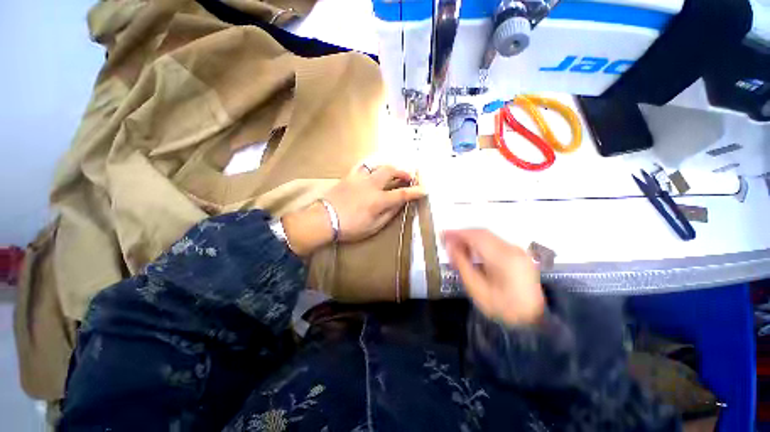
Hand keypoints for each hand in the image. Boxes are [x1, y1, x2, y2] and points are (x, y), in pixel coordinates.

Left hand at [324, 165, 425, 241]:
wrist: (324, 219)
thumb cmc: (350, 227)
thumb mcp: (373, 227)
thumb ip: (388, 214)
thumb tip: (399, 205)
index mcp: (378, 200)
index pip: (402, 194)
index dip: (415, 192)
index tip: (425, 190)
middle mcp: (371, 185)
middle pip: (391, 171)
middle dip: (403, 172)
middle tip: (408, 177)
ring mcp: (360, 178)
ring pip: (378, 165)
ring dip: (389, 168)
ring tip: (393, 173)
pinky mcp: (350, 176)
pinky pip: (363, 166)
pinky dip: (373, 167)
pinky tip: (374, 171)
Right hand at [443, 229, 544, 326]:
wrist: (531, 320)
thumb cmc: (500, 307)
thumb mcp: (476, 288)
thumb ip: (462, 264)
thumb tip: (450, 246)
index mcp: (503, 258)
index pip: (475, 236)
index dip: (457, 233)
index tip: (442, 234)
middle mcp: (512, 249)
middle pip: (482, 233)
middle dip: (462, 235)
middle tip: (447, 241)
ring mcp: (517, 250)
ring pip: (488, 236)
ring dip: (470, 238)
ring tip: (456, 248)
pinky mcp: (518, 254)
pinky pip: (494, 242)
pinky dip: (480, 243)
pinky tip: (471, 251)